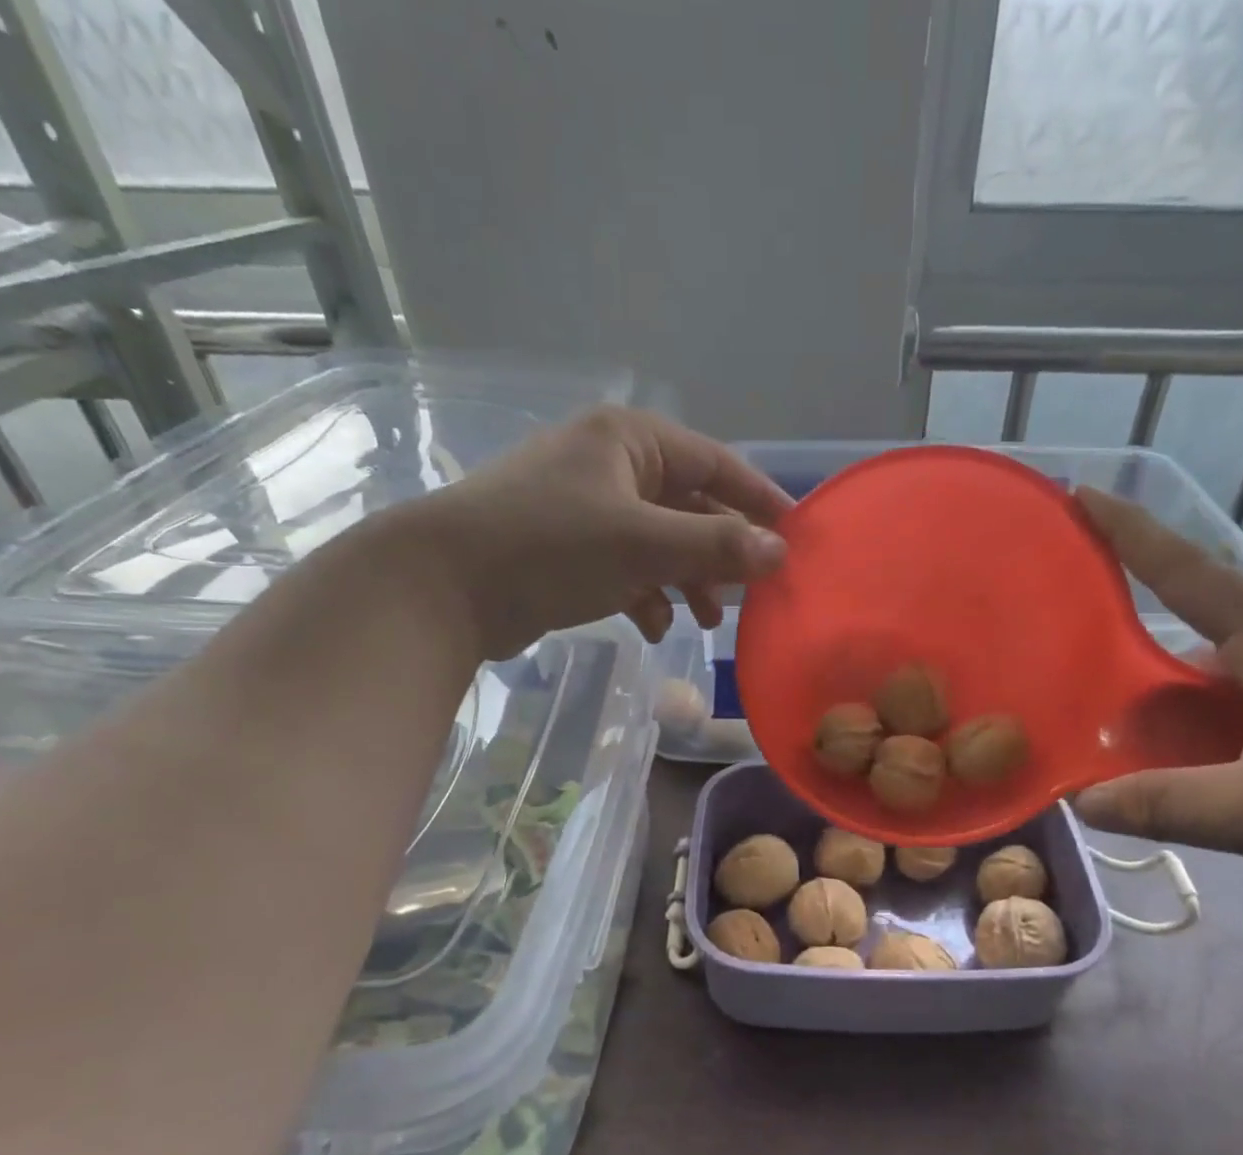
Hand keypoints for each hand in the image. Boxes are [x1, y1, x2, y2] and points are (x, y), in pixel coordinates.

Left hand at [402, 407, 792, 660]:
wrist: (444, 587)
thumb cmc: (551, 546)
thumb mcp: (644, 543)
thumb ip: (717, 546)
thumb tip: (780, 553)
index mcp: (630, 440)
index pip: (717, 463)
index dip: (760, 500)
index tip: (798, 537)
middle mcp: (611, 465)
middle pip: (691, 507)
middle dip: (720, 554)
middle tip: (751, 594)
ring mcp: (587, 508)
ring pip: (661, 542)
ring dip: (688, 580)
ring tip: (708, 621)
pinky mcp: (569, 549)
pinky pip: (628, 567)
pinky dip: (648, 595)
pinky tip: (655, 625)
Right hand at [1071, 490, 1242, 921]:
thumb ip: (1168, 805)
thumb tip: (1079, 803)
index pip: (1187, 571)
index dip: (1128, 532)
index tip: (1078, 494)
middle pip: (1188, 640)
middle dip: (1126, 660)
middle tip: (1061, 681)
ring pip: (1213, 689)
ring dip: (1164, 714)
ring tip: (1104, 745)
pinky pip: (1238, 721)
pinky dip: (1198, 742)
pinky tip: (1173, 775)